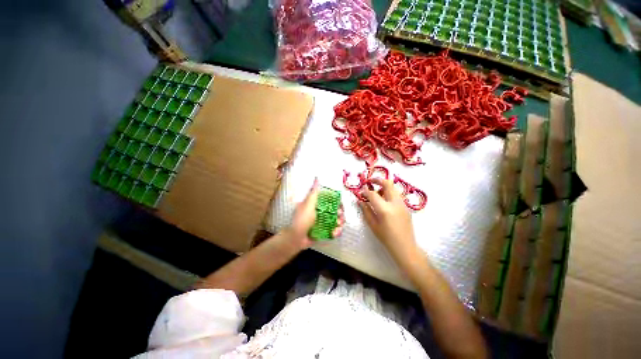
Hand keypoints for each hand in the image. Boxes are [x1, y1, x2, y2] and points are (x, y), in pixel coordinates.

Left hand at [287, 179, 345, 249]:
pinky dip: (336, 231)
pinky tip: (334, 233)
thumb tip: (317, 177)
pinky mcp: (324, 231)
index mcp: (317, 204)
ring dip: (340, 223)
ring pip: (336, 220)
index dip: (337, 202)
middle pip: (336, 210)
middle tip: (340, 217)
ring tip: (338, 227)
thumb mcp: (308, 204)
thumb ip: (314, 192)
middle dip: (340, 213)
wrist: (296, 238)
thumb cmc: (302, 219)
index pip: (330, 200)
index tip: (340, 205)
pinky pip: (334, 230)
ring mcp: (323, 222)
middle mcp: (321, 212)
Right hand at [359, 178, 417, 263]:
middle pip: (387, 184)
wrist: (405, 246)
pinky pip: (397, 195)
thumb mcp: (373, 225)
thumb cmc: (386, 238)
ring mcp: (402, 204)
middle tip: (370, 181)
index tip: (362, 190)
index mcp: (385, 209)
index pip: (373, 194)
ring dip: (384, 186)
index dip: (366, 191)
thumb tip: (360, 201)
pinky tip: (385, 201)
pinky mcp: (406, 207)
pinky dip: (389, 193)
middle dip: (378, 180)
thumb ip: (366, 211)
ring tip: (377, 192)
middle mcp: (395, 203)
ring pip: (393, 188)